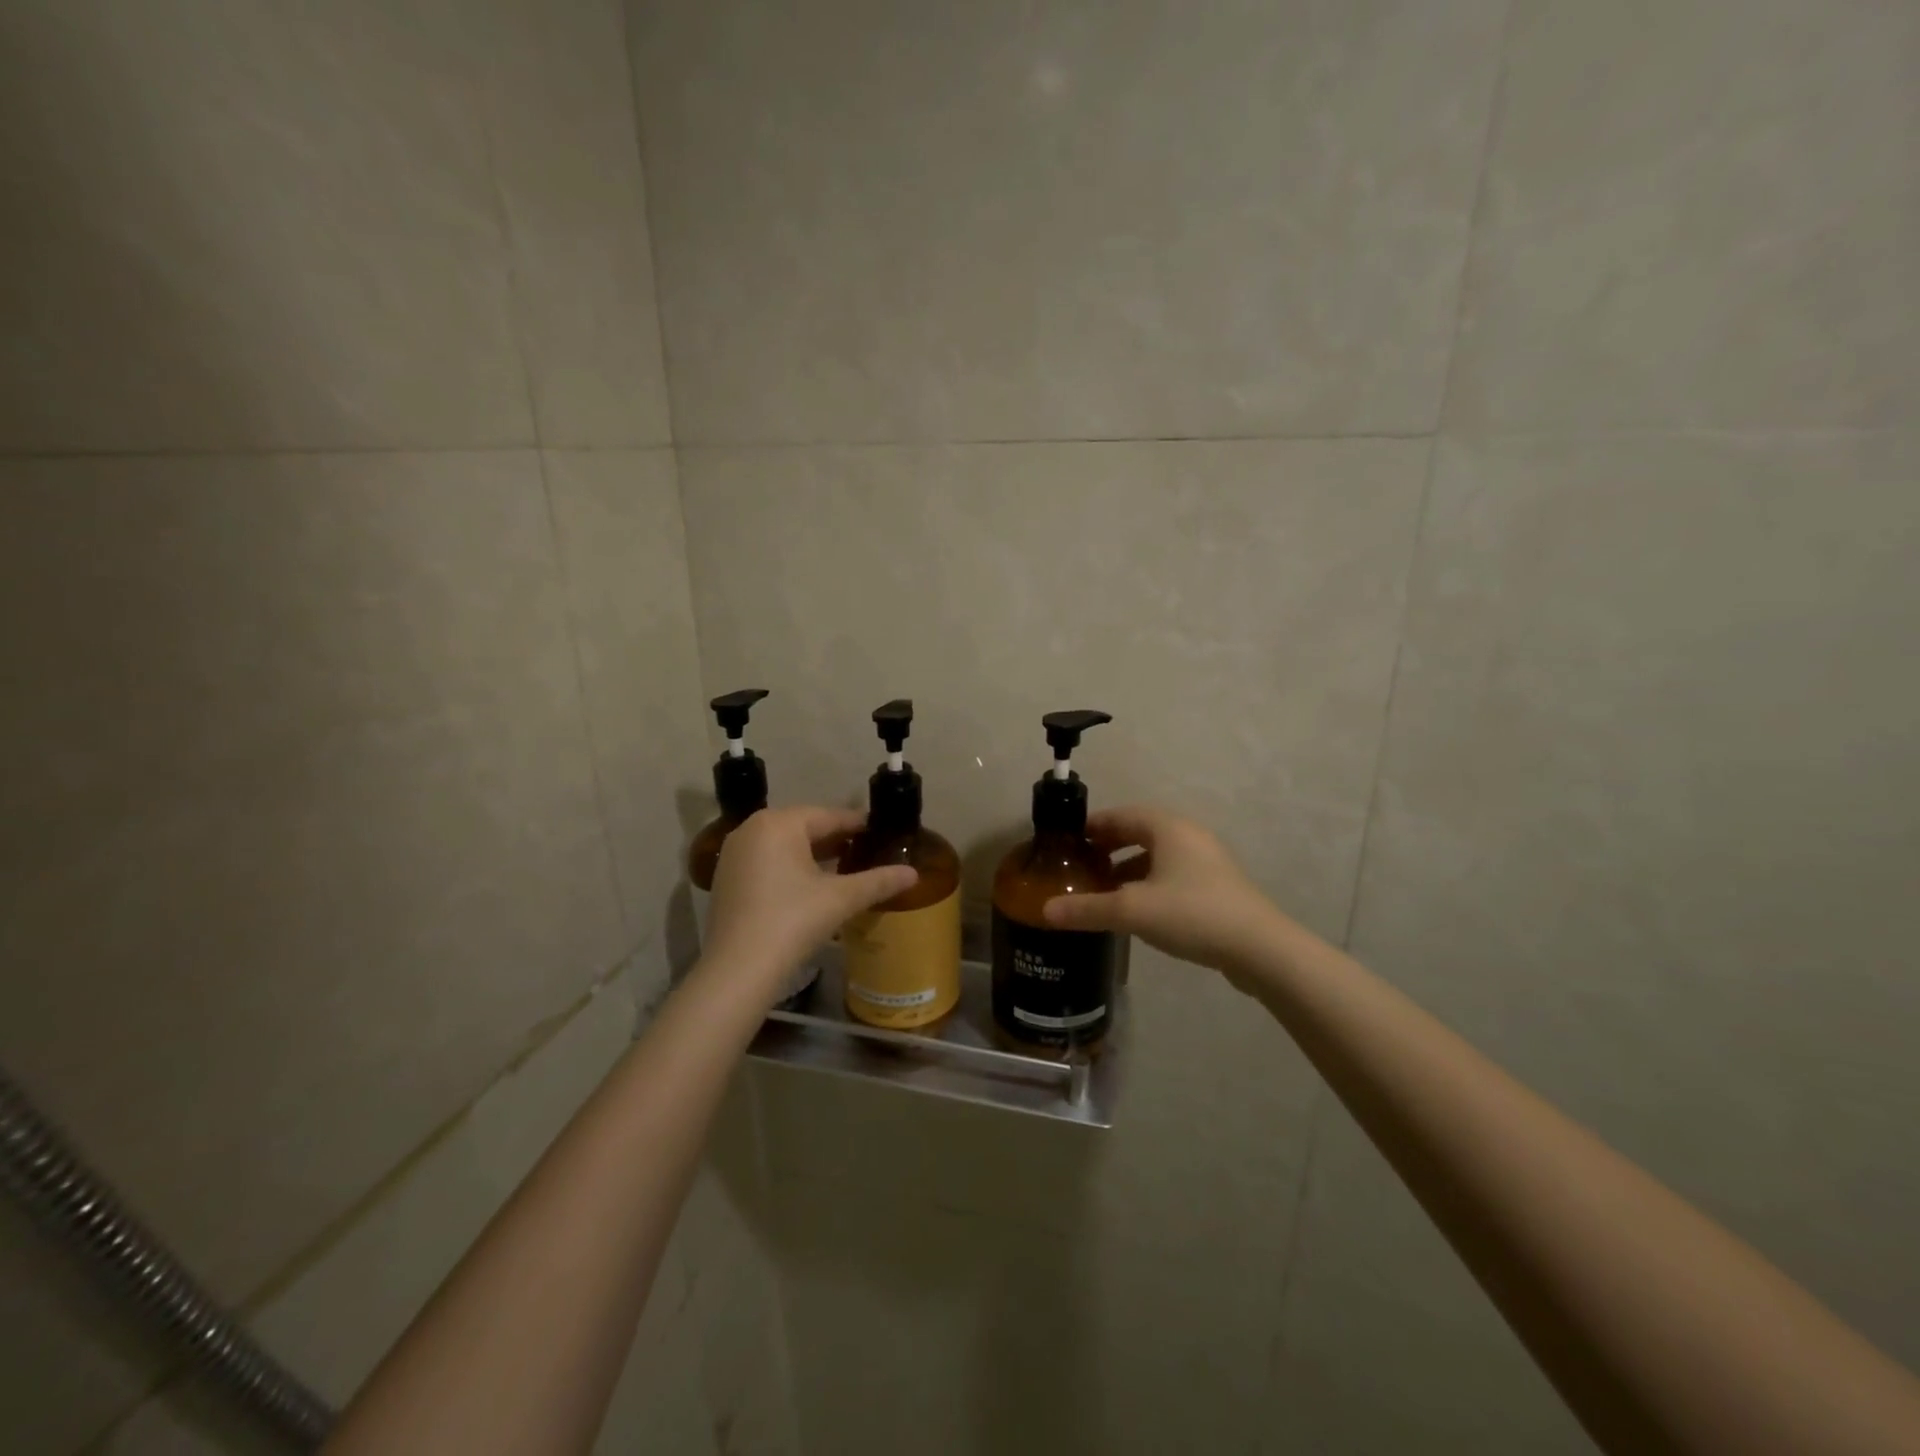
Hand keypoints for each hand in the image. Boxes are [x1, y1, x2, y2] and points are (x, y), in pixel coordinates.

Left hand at [702, 806, 916, 1000]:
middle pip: (805, 827)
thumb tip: (913, 873)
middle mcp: (751, 829)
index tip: (882, 832)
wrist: (738, 970)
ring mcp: (734, 854)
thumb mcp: (840, 899)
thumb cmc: (792, 921)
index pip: (829, 816)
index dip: (858, 825)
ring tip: (846, 867)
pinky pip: (767, 861)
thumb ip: (878, 881)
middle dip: (836, 839)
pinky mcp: (726, 879)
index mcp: (778, 823)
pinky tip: (812, 886)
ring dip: (814, 854)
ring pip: (785, 845)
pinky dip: (791, 868)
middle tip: (868, 851)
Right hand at [1042, 806, 1287, 981]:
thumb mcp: (1131, 910)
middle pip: (1139, 833)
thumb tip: (1044, 910)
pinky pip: (1173, 875)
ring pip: (1157, 856)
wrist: (1259, 948)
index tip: (1068, 843)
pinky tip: (1138, 911)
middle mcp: (1188, 836)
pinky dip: (1149, 884)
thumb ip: (1086, 908)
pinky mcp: (1217, 887)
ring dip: (1129, 868)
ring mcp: (1207, 862)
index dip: (1093, 826)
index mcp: (1168, 827)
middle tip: (1082, 867)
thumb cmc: (1191, 913)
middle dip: (1109, 847)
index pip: (1121, 815)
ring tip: (1104, 892)